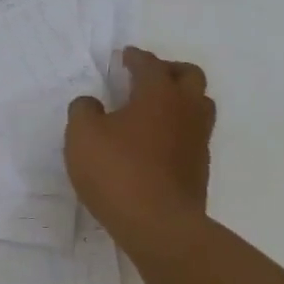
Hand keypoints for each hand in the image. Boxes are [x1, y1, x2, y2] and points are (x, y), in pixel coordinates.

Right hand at [66, 47, 214, 250]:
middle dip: (169, 70)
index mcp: (159, 93)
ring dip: (181, 100)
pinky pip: (193, 136)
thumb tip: (91, 104)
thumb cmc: (118, 172)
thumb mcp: (83, 136)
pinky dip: (178, 130)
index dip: (135, 57)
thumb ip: (84, 111)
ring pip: (199, 106)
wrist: (159, 226)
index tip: (125, 57)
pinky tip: (157, 143)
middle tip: (147, 77)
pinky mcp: (200, 169)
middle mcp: (186, 110)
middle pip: (190, 76)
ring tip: (155, 110)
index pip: (150, 64)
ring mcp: (198, 141)